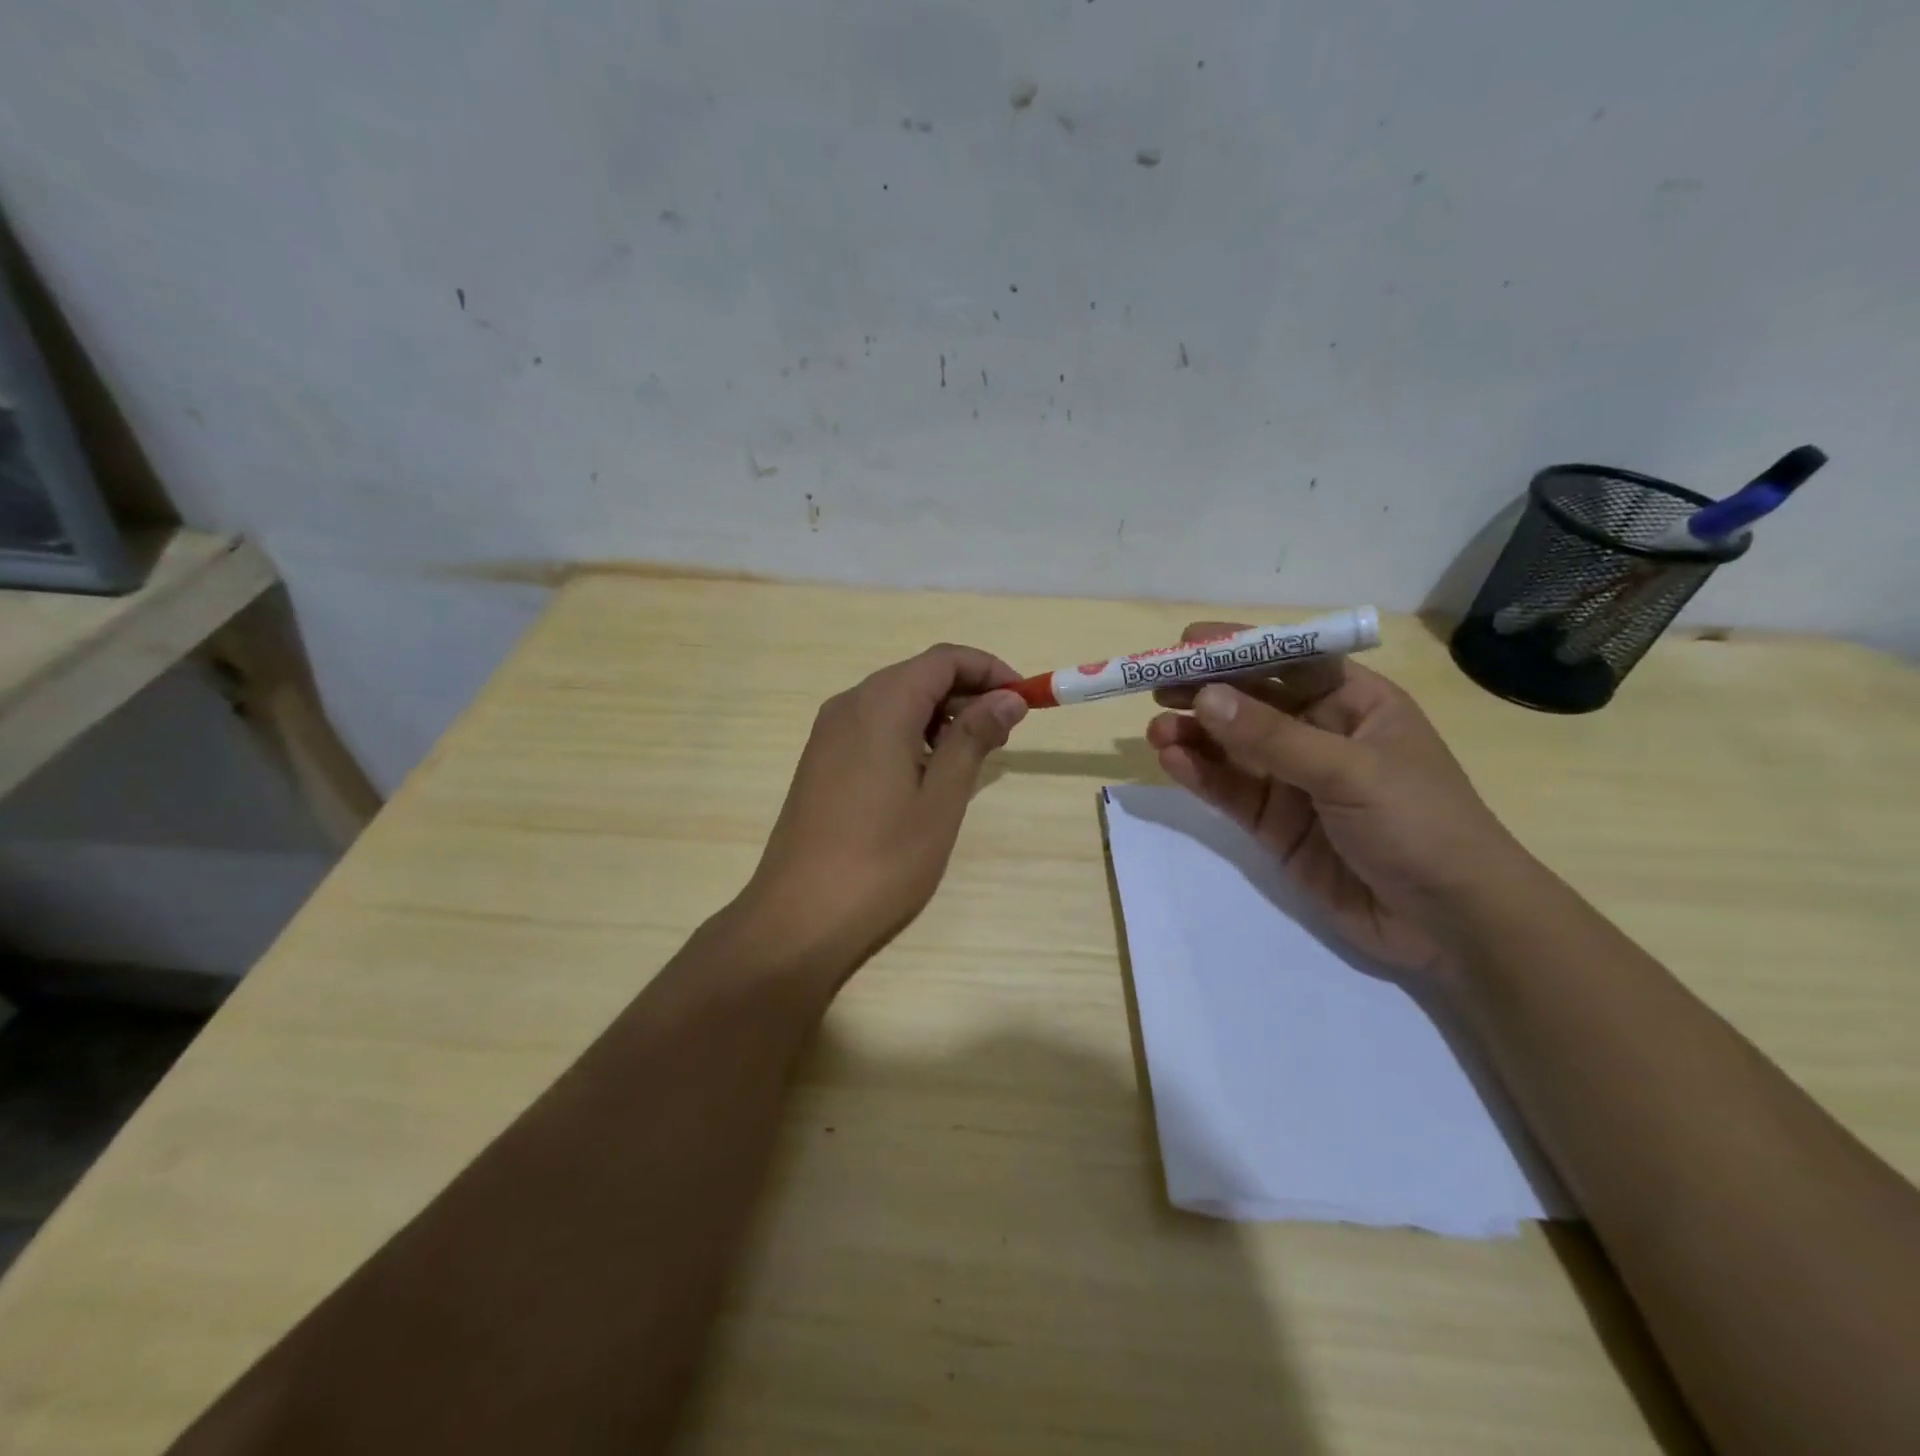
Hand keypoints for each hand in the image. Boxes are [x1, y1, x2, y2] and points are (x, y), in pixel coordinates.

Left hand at [736, 644, 1027, 978]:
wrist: (798, 918)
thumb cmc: (881, 860)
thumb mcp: (940, 799)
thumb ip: (973, 738)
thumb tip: (1008, 696)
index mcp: (880, 705)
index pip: (944, 659)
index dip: (990, 670)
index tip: (1025, 700)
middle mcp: (849, 706)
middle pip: (918, 675)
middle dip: (967, 693)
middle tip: (1005, 733)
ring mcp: (828, 734)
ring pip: (895, 701)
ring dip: (940, 716)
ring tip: (972, 757)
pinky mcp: (820, 762)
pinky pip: (873, 727)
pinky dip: (910, 734)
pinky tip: (927, 774)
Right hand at [1145, 623, 1527, 973]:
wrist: (1450, 922)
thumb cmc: (1421, 824)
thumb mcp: (1350, 771)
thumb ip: (1273, 737)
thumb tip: (1205, 697)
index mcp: (1355, 703)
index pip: (1289, 661)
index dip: (1239, 648)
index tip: (1186, 643)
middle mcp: (1319, 734)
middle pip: (1251, 702)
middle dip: (1205, 692)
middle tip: (1155, 688)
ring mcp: (1294, 781)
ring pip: (1232, 748)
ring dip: (1193, 736)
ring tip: (1156, 732)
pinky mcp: (1274, 824)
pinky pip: (1229, 790)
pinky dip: (1199, 775)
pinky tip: (1170, 761)